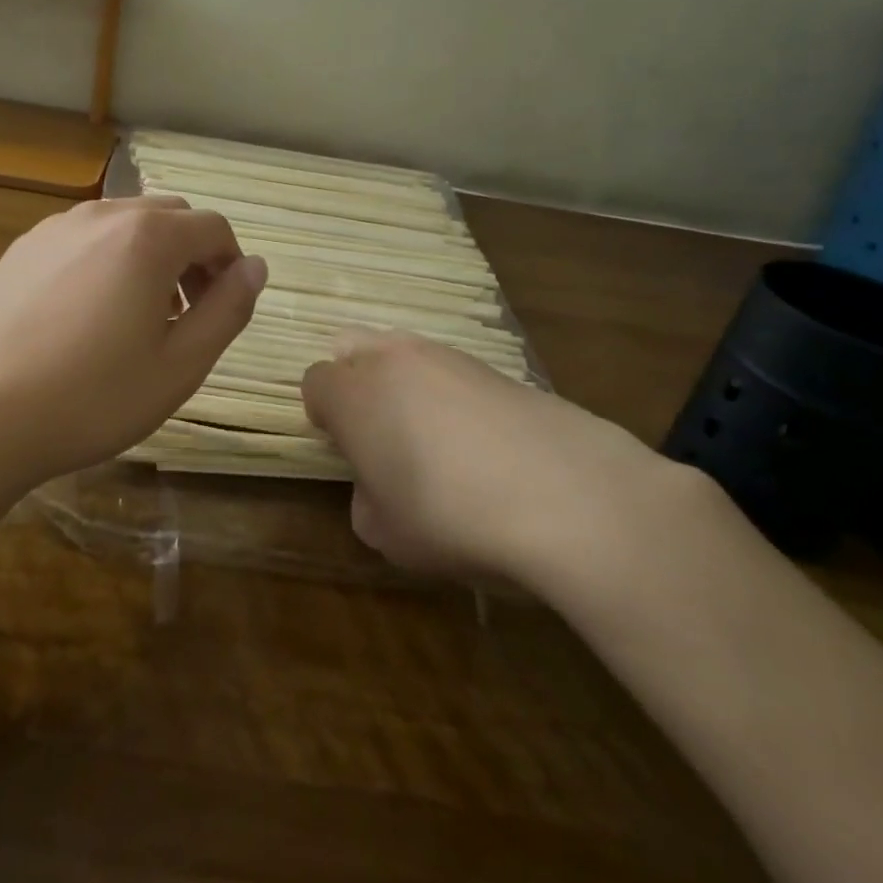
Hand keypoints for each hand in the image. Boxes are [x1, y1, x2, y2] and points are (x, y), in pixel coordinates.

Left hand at [0, 197, 266, 483]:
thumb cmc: (91, 397)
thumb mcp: (180, 365)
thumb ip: (227, 310)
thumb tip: (255, 267)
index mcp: (148, 237)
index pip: (213, 227)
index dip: (231, 265)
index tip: (224, 309)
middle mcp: (103, 215)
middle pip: (170, 217)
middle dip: (192, 256)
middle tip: (186, 316)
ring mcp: (56, 227)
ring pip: (125, 224)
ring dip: (150, 256)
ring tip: (138, 317)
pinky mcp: (23, 248)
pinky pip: (84, 238)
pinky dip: (107, 259)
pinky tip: (88, 314)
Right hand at [302, 329, 686, 593]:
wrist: (568, 496)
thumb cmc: (452, 517)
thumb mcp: (386, 533)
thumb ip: (365, 499)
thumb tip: (380, 484)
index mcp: (353, 394)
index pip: (314, 382)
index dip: (324, 416)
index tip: (347, 451)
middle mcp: (392, 359)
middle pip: (351, 348)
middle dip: (355, 383)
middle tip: (380, 434)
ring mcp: (447, 356)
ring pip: (403, 353)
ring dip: (403, 384)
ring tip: (436, 440)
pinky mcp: (496, 366)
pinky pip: (452, 371)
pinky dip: (452, 395)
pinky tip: (483, 442)